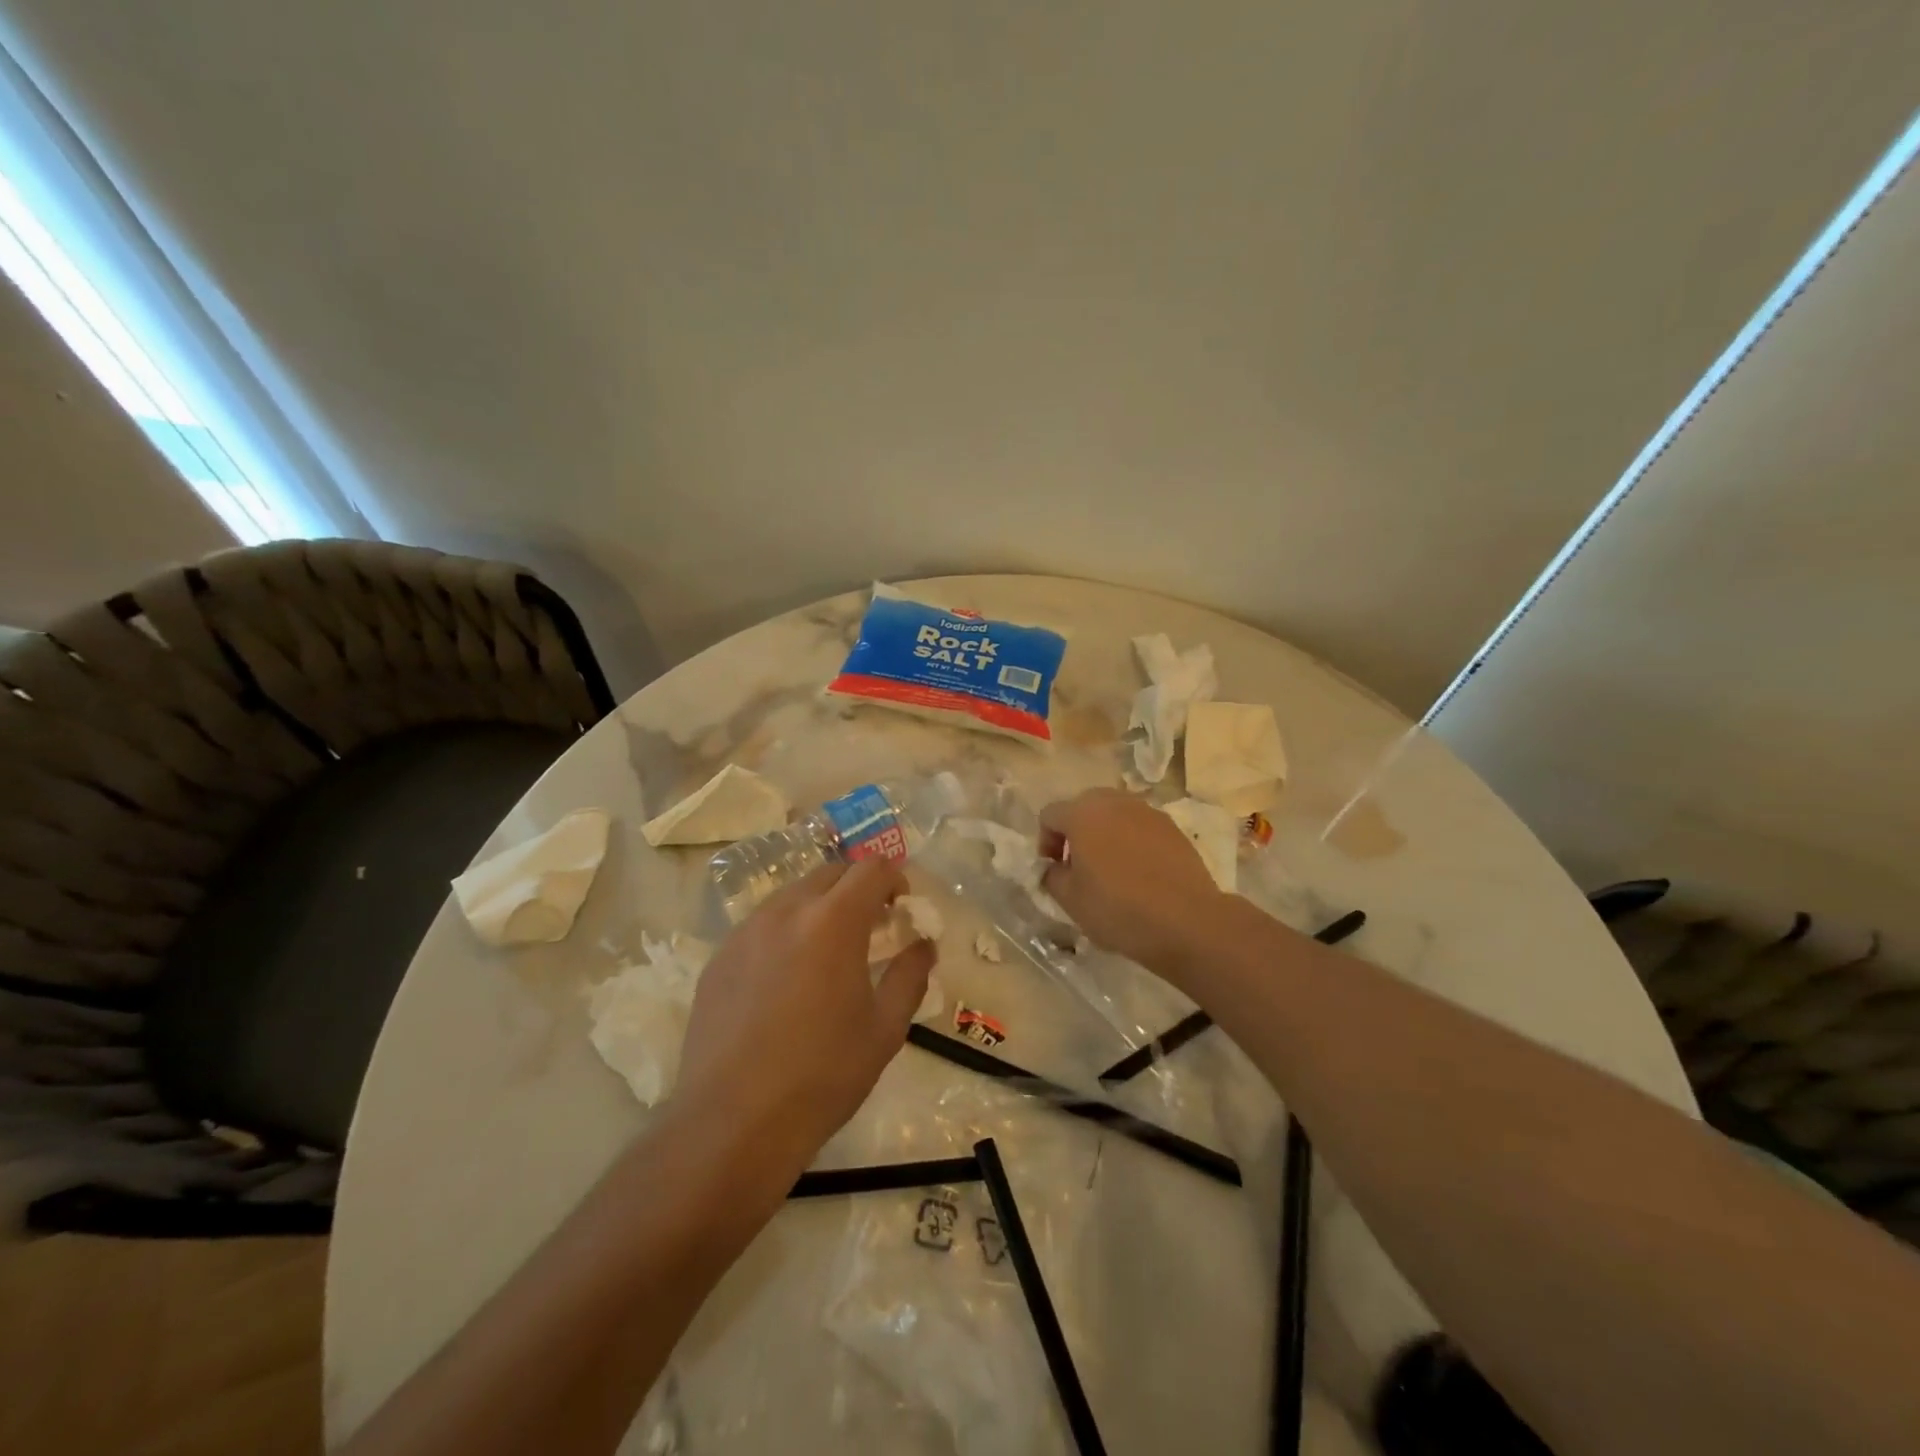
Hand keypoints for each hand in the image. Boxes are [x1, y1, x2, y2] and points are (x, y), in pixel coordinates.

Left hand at [672, 860, 933, 1180]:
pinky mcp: (718, 957)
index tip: (902, 908)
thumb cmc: (823, 1075)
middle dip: (858, 887)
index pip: (871, 868)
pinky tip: (787, 978)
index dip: (894, 879)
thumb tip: (923, 946)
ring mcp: (746, 932)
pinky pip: (761, 924)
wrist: (733, 1123)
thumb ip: (910, 975)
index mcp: (833, 921)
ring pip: (792, 895)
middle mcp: (786, 911)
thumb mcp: (885, 1028)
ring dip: (820, 905)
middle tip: (872, 925)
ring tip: (829, 951)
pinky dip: (786, 931)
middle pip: (830, 872)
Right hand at [1040, 789, 1230, 979]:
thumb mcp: (1071, 901)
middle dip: (1075, 831)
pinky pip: (1140, 826)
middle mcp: (1114, 803)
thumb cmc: (1119, 909)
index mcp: (1082, 814)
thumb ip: (1052, 876)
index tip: (1053, 869)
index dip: (1045, 841)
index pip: (1051, 815)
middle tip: (1078, 865)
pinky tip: (1139, 871)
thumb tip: (1054, 867)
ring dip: (1104, 833)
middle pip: (1084, 806)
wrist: (1187, 921)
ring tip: (1110, 867)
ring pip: (1115, 813)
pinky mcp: (1172, 827)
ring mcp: (1147, 812)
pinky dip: (1132, 840)